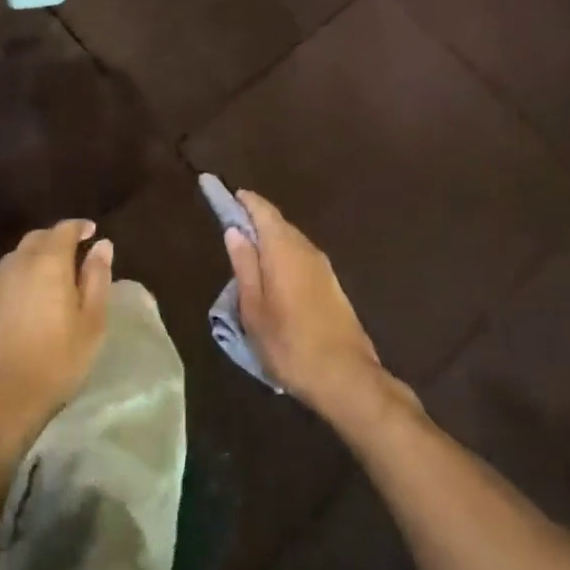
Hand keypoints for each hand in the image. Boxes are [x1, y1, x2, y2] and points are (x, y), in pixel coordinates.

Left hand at [0, 220, 112, 459]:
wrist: (1, 401)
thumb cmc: (57, 360)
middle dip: (56, 238)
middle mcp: (18, 264)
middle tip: (74, 251)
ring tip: (51, 272)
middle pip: (37, 238)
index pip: (64, 229)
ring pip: (16, 257)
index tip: (92, 232)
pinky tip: (25, 297)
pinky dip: (18, 279)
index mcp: (48, 262)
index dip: (79, 227)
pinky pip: (3, 281)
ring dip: (35, 256)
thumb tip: (102, 245)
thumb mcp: (92, 321)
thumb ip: (97, 277)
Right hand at [224, 191, 387, 418]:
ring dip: (269, 239)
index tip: (223, 192)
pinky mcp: (331, 284)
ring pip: (290, 240)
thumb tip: (234, 230)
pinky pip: (300, 256)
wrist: (346, 377)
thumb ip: (244, 265)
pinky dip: (283, 255)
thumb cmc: (289, 343)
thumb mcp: (253, 308)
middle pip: (277, 222)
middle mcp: (306, 248)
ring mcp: (323, 266)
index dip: (241, 199)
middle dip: (254, 218)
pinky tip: (272, 274)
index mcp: (283, 248)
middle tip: (230, 224)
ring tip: (247, 251)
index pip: (261, 209)